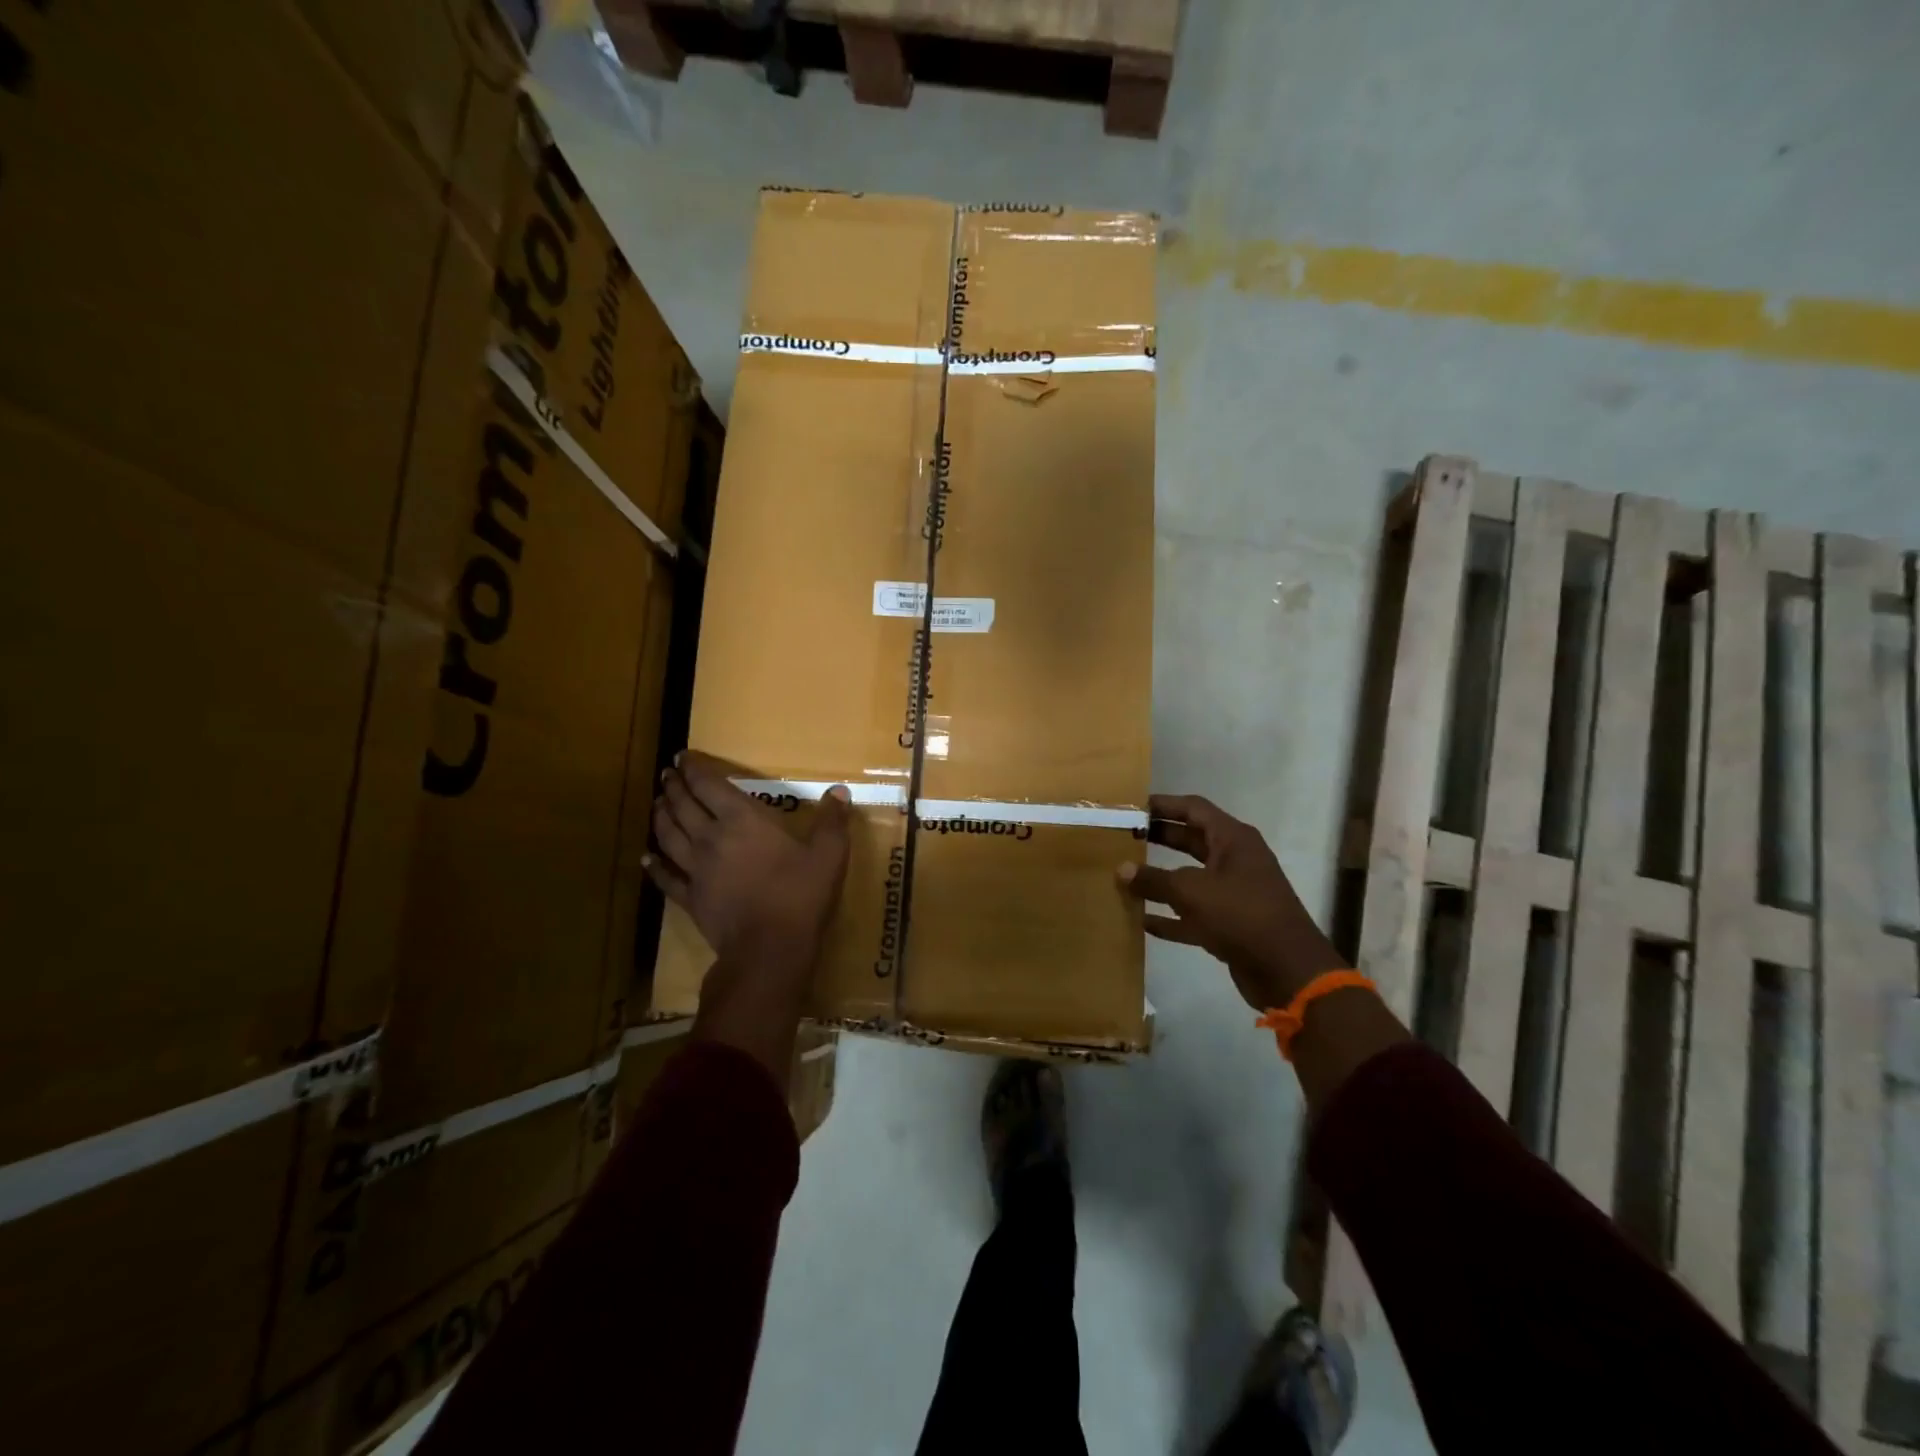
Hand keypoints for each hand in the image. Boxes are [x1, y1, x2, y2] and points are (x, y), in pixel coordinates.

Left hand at [647, 754, 852, 969]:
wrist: (769, 948)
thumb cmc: (800, 895)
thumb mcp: (829, 854)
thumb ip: (832, 821)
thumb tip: (840, 792)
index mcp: (742, 820)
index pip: (709, 785)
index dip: (694, 768)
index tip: (683, 756)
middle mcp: (711, 838)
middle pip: (683, 806)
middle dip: (673, 787)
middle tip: (667, 774)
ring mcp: (696, 870)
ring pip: (668, 836)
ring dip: (661, 816)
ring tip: (657, 803)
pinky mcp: (690, 898)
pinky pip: (666, 877)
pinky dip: (654, 865)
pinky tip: (646, 858)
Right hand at [1118, 793, 1344, 1010]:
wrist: (1288, 971)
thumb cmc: (1241, 915)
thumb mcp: (1191, 892)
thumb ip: (1153, 879)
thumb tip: (1121, 870)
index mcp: (1233, 839)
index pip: (1193, 808)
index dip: (1163, 805)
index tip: (1131, 807)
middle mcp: (1235, 860)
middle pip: (1191, 840)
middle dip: (1159, 838)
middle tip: (1123, 837)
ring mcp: (1234, 893)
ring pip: (1191, 878)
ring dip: (1161, 879)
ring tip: (1125, 876)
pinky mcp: (1231, 924)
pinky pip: (1193, 913)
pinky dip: (1170, 916)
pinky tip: (1141, 921)